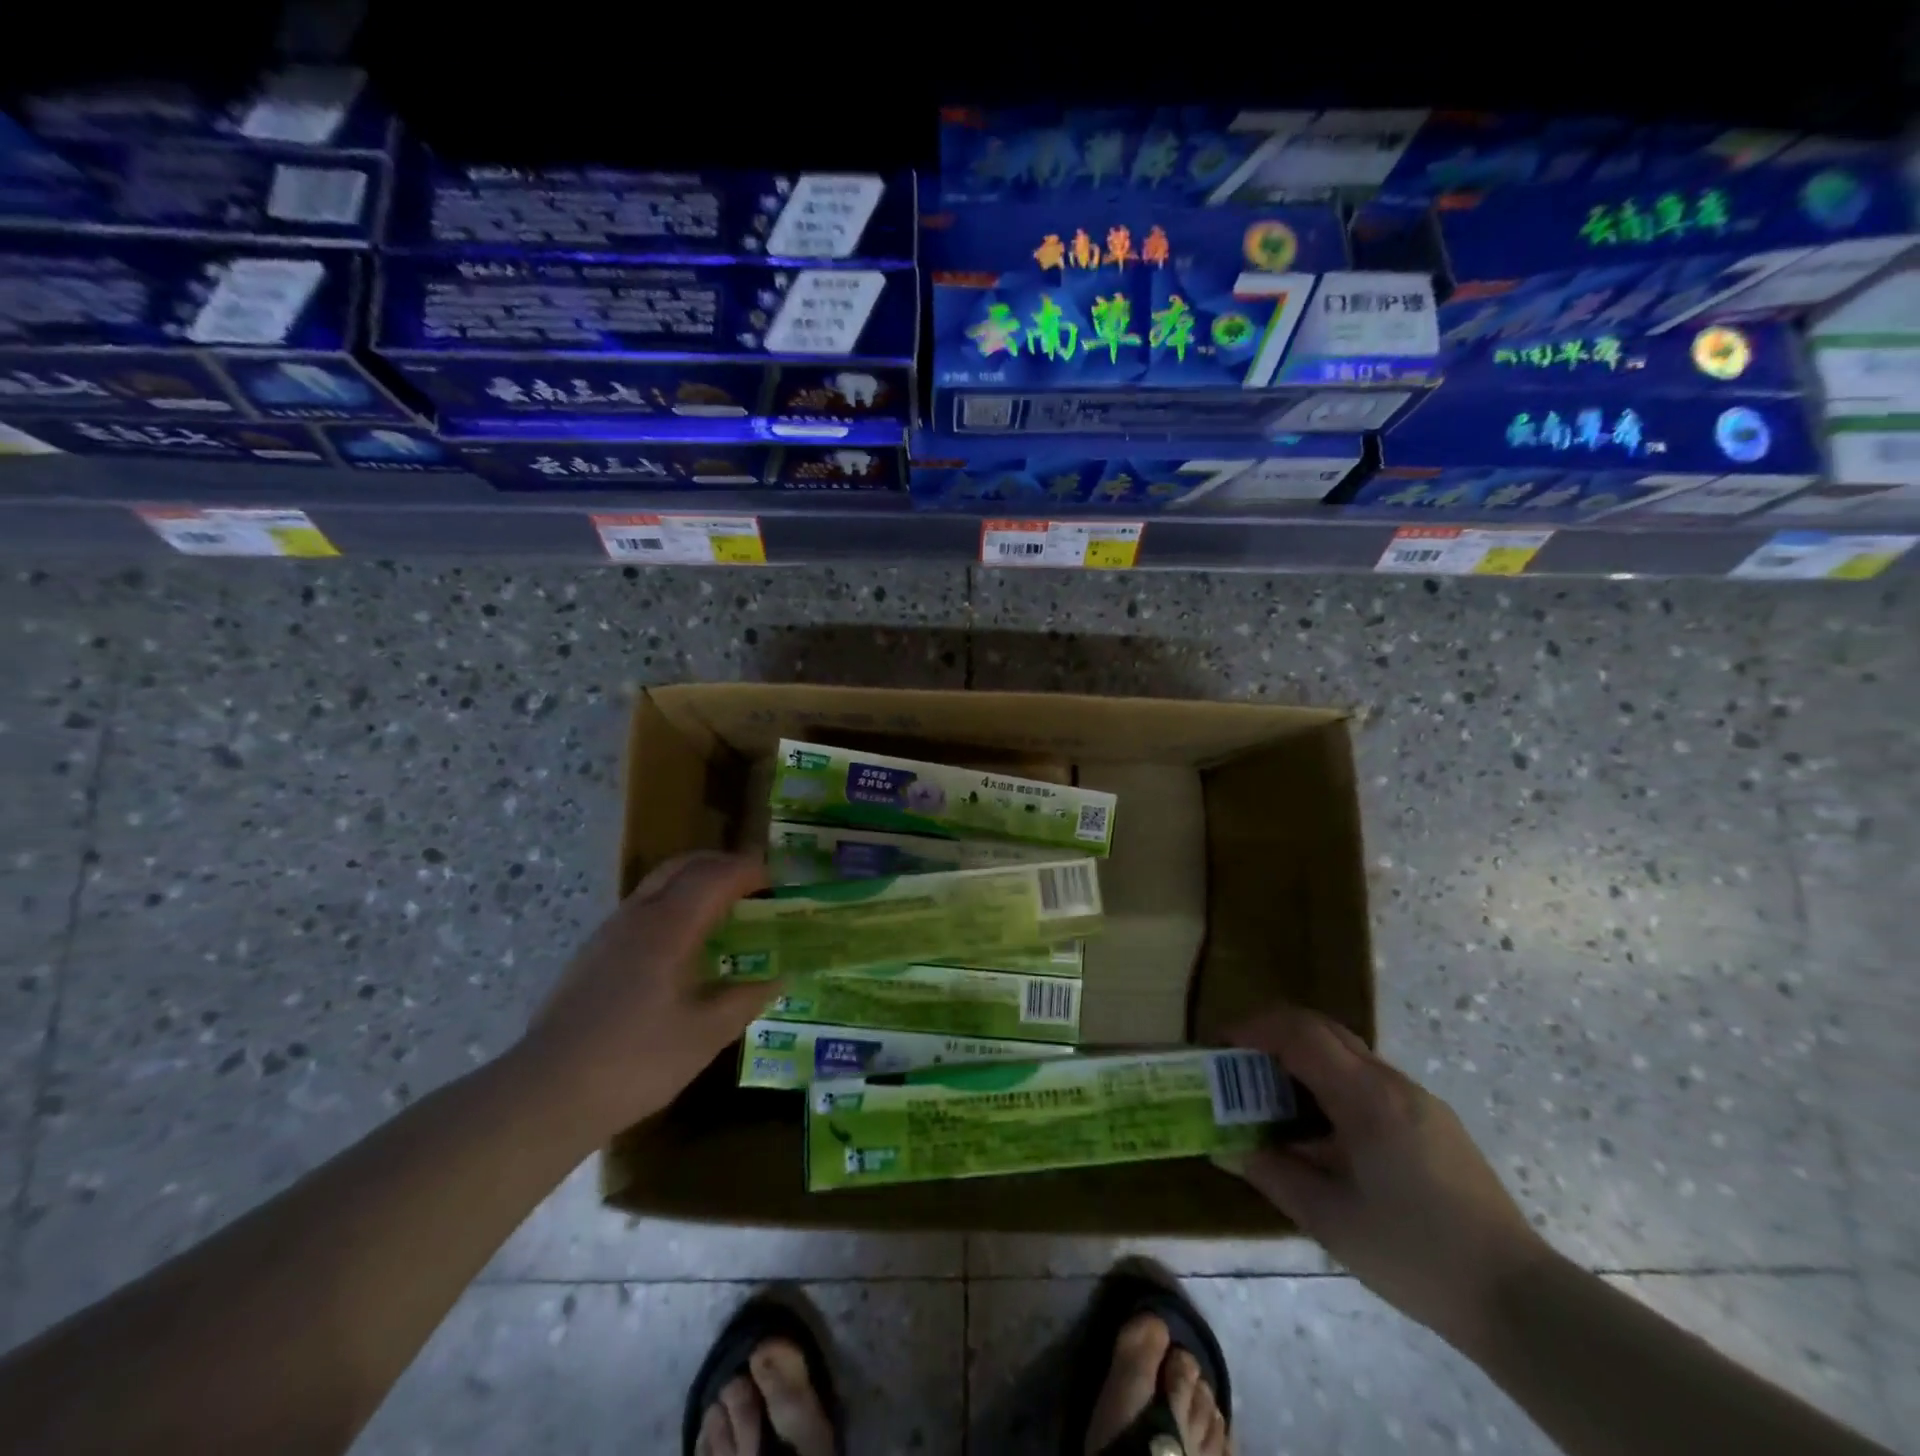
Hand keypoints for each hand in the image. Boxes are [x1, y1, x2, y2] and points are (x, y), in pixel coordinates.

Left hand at [519, 852, 774, 1144]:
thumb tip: (776, 979)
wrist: (546, 1094)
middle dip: (721, 864)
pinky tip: (682, 945)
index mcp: (669, 927)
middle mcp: (637, 916)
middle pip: (683, 866)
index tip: (776, 882)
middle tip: (752, 883)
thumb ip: (744, 1000)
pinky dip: (673, 904)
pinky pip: (642, 908)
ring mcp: (609, 932)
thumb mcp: (704, 1036)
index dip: (749, 871)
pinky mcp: (592, 953)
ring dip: (694, 882)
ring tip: (722, 911)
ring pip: (658, 884)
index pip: (715, 877)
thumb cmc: (635, 1062)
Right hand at [1225, 1004, 1555, 1351]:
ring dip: (1302, 1059)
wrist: (1520, 1300)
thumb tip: (1225, 1149)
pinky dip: (1330, 1082)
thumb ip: (1273, 1173)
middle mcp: (1392, 1082)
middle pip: (1322, 1029)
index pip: (1300, 1032)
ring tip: (1273, 1100)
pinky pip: (1368, 1079)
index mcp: (1366, 1097)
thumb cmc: (1414, 1254)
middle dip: (1272, 1035)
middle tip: (1239, 1065)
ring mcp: (1418, 1099)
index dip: (1254, 1028)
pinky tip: (1322, 1130)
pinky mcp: (1432, 1121)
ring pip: (1346, 1053)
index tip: (1220, 1046)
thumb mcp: (1330, 1220)